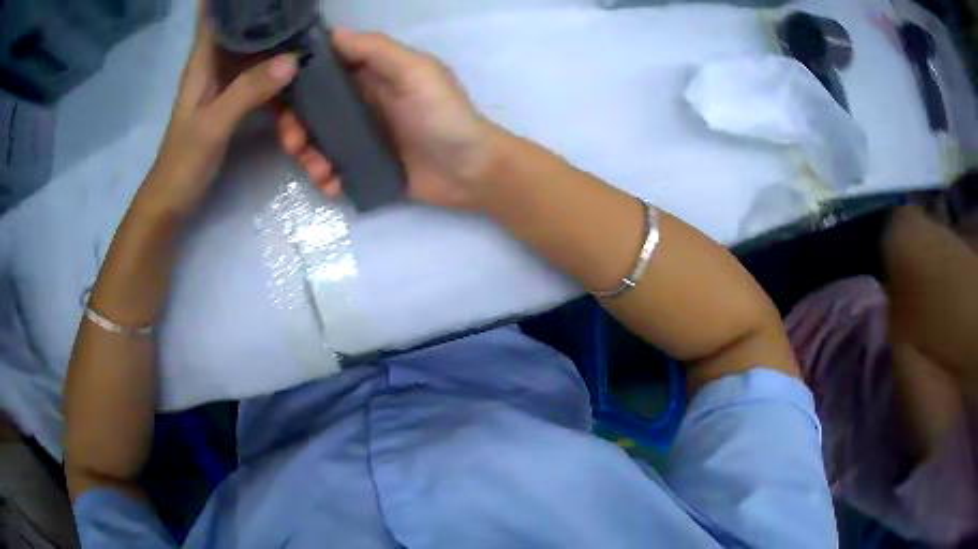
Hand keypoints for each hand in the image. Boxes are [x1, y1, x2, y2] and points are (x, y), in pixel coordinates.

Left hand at [144, 0, 296, 217]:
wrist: (172, 201)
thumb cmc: (183, 162)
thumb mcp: (213, 125)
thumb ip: (248, 91)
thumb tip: (294, 60)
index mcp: (202, 61)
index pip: (213, 15)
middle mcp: (215, 64)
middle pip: (241, 26)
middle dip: (267, 12)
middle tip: (300, 4)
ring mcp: (225, 83)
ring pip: (254, 50)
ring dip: (277, 41)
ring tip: (307, 30)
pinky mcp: (234, 102)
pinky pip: (260, 77)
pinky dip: (278, 72)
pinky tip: (298, 70)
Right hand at [276, 30, 503, 210]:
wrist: (471, 172)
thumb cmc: (445, 116)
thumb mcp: (415, 72)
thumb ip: (376, 50)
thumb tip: (331, 34)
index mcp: (371, 74)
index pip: (324, 69)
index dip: (298, 78)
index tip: (278, 94)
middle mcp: (361, 102)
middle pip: (312, 109)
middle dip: (295, 125)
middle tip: (295, 143)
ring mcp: (361, 136)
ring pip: (317, 141)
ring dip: (307, 156)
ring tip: (319, 171)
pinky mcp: (365, 166)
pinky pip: (334, 169)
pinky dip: (327, 177)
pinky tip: (334, 185)